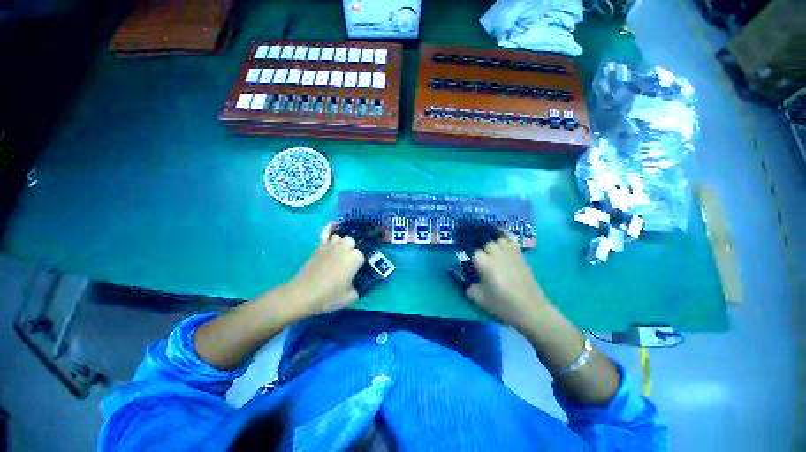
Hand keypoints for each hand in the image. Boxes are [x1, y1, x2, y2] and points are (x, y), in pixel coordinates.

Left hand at [285, 224, 364, 315]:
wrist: (302, 294)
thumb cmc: (329, 295)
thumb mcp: (349, 298)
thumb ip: (356, 290)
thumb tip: (355, 287)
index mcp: (353, 259)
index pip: (361, 254)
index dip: (358, 262)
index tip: (355, 270)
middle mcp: (343, 249)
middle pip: (350, 240)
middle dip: (350, 248)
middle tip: (347, 260)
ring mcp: (329, 247)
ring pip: (338, 237)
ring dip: (339, 243)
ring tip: (336, 254)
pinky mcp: (317, 249)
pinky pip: (325, 240)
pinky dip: (327, 243)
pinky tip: (326, 253)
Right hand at [465, 235, 548, 331]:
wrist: (531, 309)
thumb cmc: (502, 305)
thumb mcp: (479, 298)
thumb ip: (466, 284)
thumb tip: (458, 275)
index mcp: (485, 264)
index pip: (471, 249)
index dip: (464, 246)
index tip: (458, 245)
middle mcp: (496, 254)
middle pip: (483, 240)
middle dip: (475, 241)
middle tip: (469, 243)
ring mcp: (509, 252)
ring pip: (496, 237)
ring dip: (487, 237)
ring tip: (480, 237)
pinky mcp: (519, 254)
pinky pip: (509, 238)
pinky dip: (501, 233)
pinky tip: (497, 233)